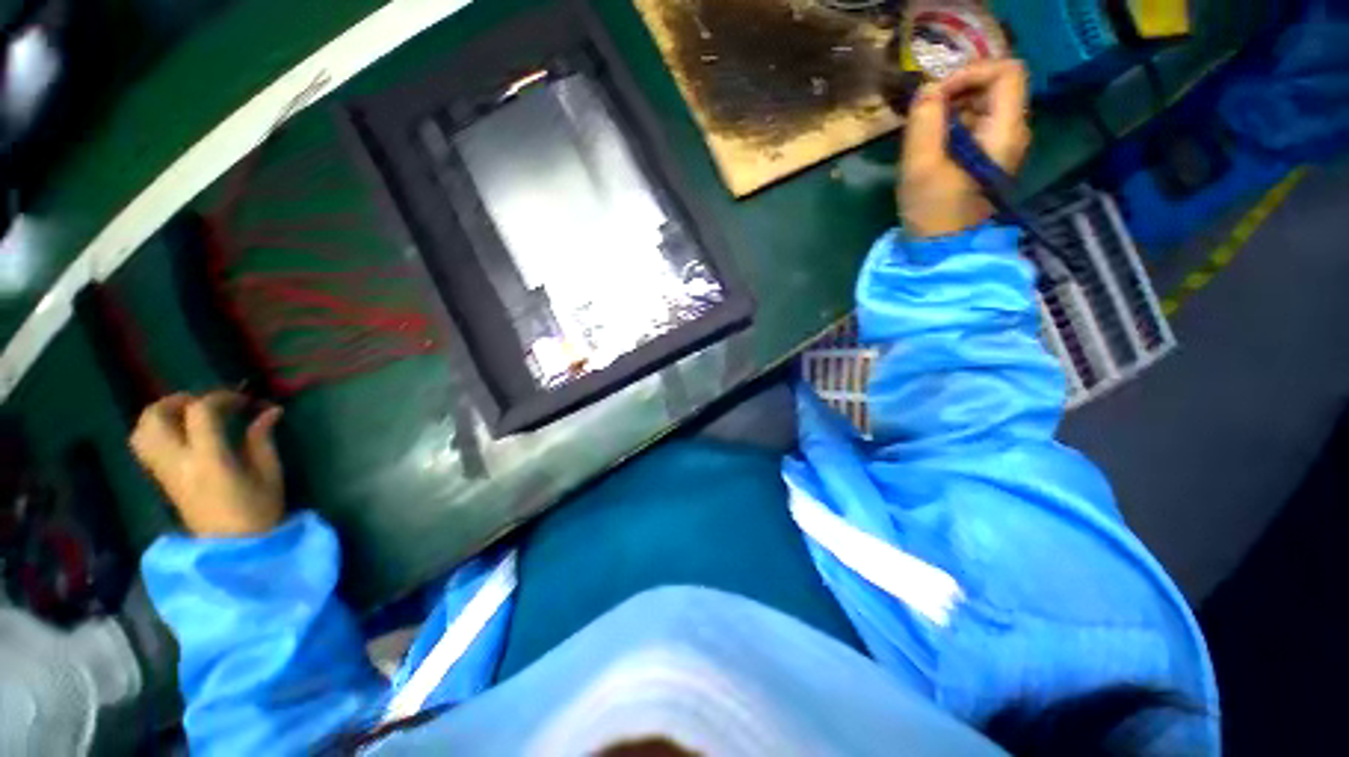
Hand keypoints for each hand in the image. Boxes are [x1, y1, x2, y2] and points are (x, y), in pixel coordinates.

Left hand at [130, 391, 284, 536]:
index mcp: (208, 460)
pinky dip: (157, 431)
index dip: (220, 397)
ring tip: (188, 415)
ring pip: (142, 431)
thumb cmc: (259, 510)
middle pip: (155, 417)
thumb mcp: (270, 473)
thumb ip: (262, 439)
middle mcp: (177, 462)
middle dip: (178, 401)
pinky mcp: (161, 480)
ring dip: (161, 415)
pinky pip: (145, 446)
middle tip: (206, 403)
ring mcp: (164, 472)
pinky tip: (181, 435)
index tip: (242, 399)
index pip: (200, 413)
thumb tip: (268, 411)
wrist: (233, 548)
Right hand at [899, 59, 1031, 237]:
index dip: (971, 71)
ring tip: (925, 131)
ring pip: (984, 104)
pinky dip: (954, 124)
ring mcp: (1003, 145)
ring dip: (953, 108)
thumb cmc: (933, 210)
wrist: (941, 249)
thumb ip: (924, 122)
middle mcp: (1013, 132)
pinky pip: (977, 124)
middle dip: (958, 90)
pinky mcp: (989, 157)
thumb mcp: (920, 165)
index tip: (937, 94)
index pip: (1007, 71)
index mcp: (1005, 132)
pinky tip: (933, 144)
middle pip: (995, 85)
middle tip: (925, 112)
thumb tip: (927, 89)